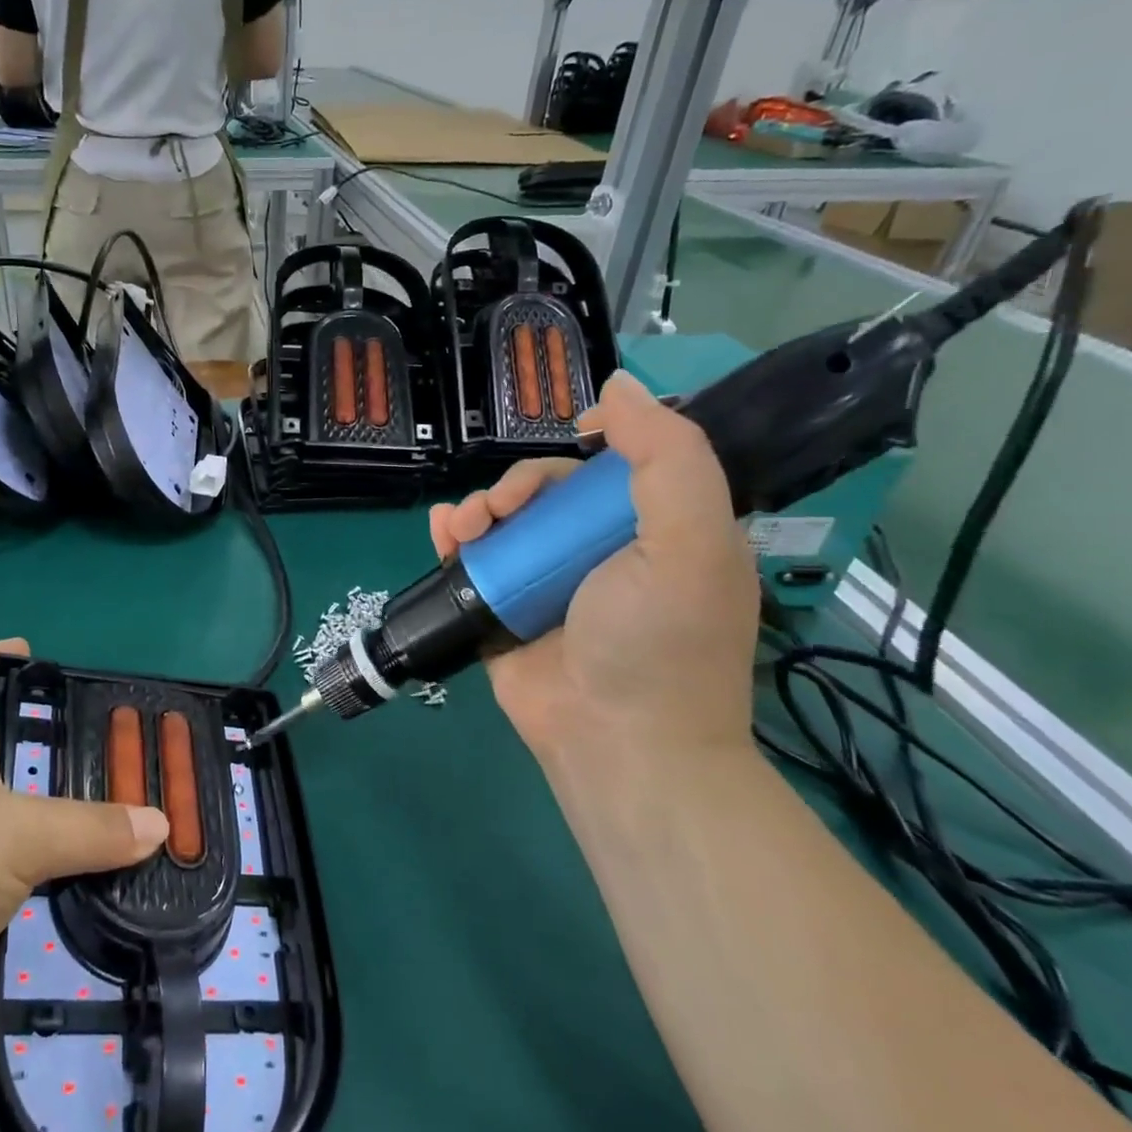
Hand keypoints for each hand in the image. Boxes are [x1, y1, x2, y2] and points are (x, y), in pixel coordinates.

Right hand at [428, 373, 758, 770]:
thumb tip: (617, 388)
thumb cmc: (659, 640)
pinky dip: (451, 538)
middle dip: (517, 485)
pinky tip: (441, 532)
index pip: (619, 467)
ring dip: (477, 508)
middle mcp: (599, 552)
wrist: (616, 743)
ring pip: (503, 520)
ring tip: (463, 528)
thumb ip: (667, 457)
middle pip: (548, 491)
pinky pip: (471, 560)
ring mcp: (546, 582)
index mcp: (656, 531)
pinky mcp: (502, 609)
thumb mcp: (690, 540)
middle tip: (501, 508)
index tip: (572, 440)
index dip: (591, 445)